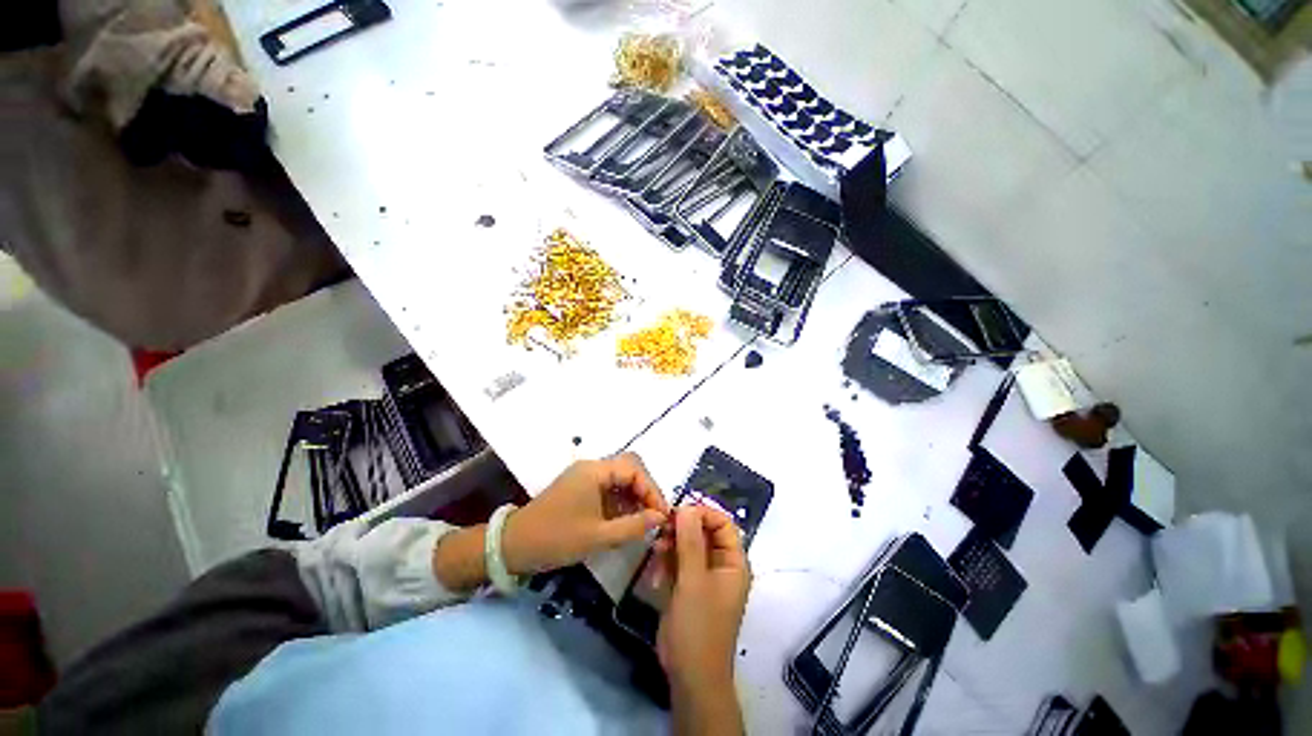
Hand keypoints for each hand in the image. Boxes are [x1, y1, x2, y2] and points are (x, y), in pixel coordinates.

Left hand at [501, 453, 668, 575]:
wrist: (512, 546)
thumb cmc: (556, 539)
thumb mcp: (598, 536)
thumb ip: (634, 526)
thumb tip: (661, 518)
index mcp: (595, 471)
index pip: (634, 469)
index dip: (652, 489)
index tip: (661, 515)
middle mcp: (592, 467)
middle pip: (629, 468)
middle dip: (645, 490)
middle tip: (654, 516)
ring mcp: (584, 477)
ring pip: (619, 478)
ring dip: (634, 496)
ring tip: (643, 521)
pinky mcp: (580, 488)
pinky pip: (608, 488)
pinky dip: (621, 501)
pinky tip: (626, 520)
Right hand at [657, 506, 750, 692]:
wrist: (690, 676)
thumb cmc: (698, 627)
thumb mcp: (693, 580)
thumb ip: (690, 541)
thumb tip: (686, 507)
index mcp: (733, 562)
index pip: (723, 523)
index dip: (703, 513)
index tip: (678, 512)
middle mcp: (721, 565)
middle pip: (703, 532)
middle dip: (682, 529)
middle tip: (661, 528)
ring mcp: (703, 576)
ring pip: (687, 545)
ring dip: (671, 544)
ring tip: (656, 549)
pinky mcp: (687, 587)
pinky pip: (678, 562)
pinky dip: (666, 562)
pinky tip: (655, 572)